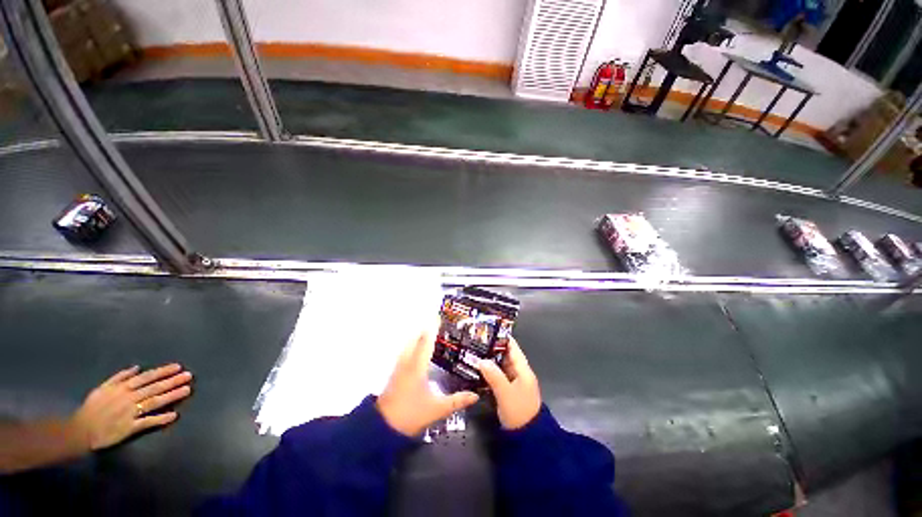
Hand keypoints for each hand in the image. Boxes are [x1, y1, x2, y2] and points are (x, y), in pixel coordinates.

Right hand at [69, 363, 192, 450]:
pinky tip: (174, 415)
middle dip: (173, 381)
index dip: (163, 372)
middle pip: (154, 388)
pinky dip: (160, 419)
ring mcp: (129, 413)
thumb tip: (137, 368)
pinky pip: (147, 422)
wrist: (80, 431)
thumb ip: (120, 377)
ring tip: (187, 390)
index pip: (147, 377)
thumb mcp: (102, 388)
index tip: (179, 367)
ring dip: (171, 396)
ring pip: (154, 402)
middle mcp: (128, 398)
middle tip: (189, 376)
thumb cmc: (91, 409)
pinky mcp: (129, 428)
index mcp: (122, 388)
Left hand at [376, 323, 478, 436]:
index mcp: (417, 367)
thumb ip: (457, 401)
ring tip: (427, 330)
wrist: (382, 427)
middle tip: (435, 321)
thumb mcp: (437, 409)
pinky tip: (416, 348)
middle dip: (424, 328)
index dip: (432, 329)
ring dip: (417, 335)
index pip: (426, 343)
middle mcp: (407, 362)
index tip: (437, 317)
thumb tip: (475, 395)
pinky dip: (412, 344)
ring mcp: (399, 367)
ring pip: (408, 344)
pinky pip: (405, 351)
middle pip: (414, 339)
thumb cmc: (410, 415)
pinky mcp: (395, 372)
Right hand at [476, 337, 541, 429]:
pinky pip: (498, 376)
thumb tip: (481, 360)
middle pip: (505, 355)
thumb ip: (494, 375)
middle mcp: (519, 373)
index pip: (513, 348)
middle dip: (492, 348)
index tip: (488, 330)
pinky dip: (489, 372)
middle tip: (475, 341)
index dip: (502, 338)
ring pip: (500, 366)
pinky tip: (477, 370)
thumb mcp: (506, 393)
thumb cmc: (519, 412)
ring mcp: (513, 382)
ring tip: (473, 352)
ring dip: (489, 360)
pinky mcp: (508, 391)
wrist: (528, 438)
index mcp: (523, 370)